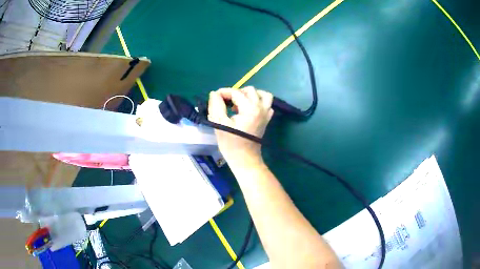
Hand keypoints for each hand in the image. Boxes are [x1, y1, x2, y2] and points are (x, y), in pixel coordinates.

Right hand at [208, 86, 273, 165]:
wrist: (245, 159)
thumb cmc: (231, 143)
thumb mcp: (219, 123)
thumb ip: (216, 105)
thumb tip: (214, 93)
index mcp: (250, 108)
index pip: (236, 92)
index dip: (223, 92)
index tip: (214, 98)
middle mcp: (261, 108)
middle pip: (250, 90)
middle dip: (236, 92)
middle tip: (226, 102)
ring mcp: (266, 114)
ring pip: (263, 95)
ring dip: (250, 95)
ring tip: (240, 103)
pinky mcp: (267, 119)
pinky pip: (267, 104)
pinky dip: (258, 102)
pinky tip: (248, 109)